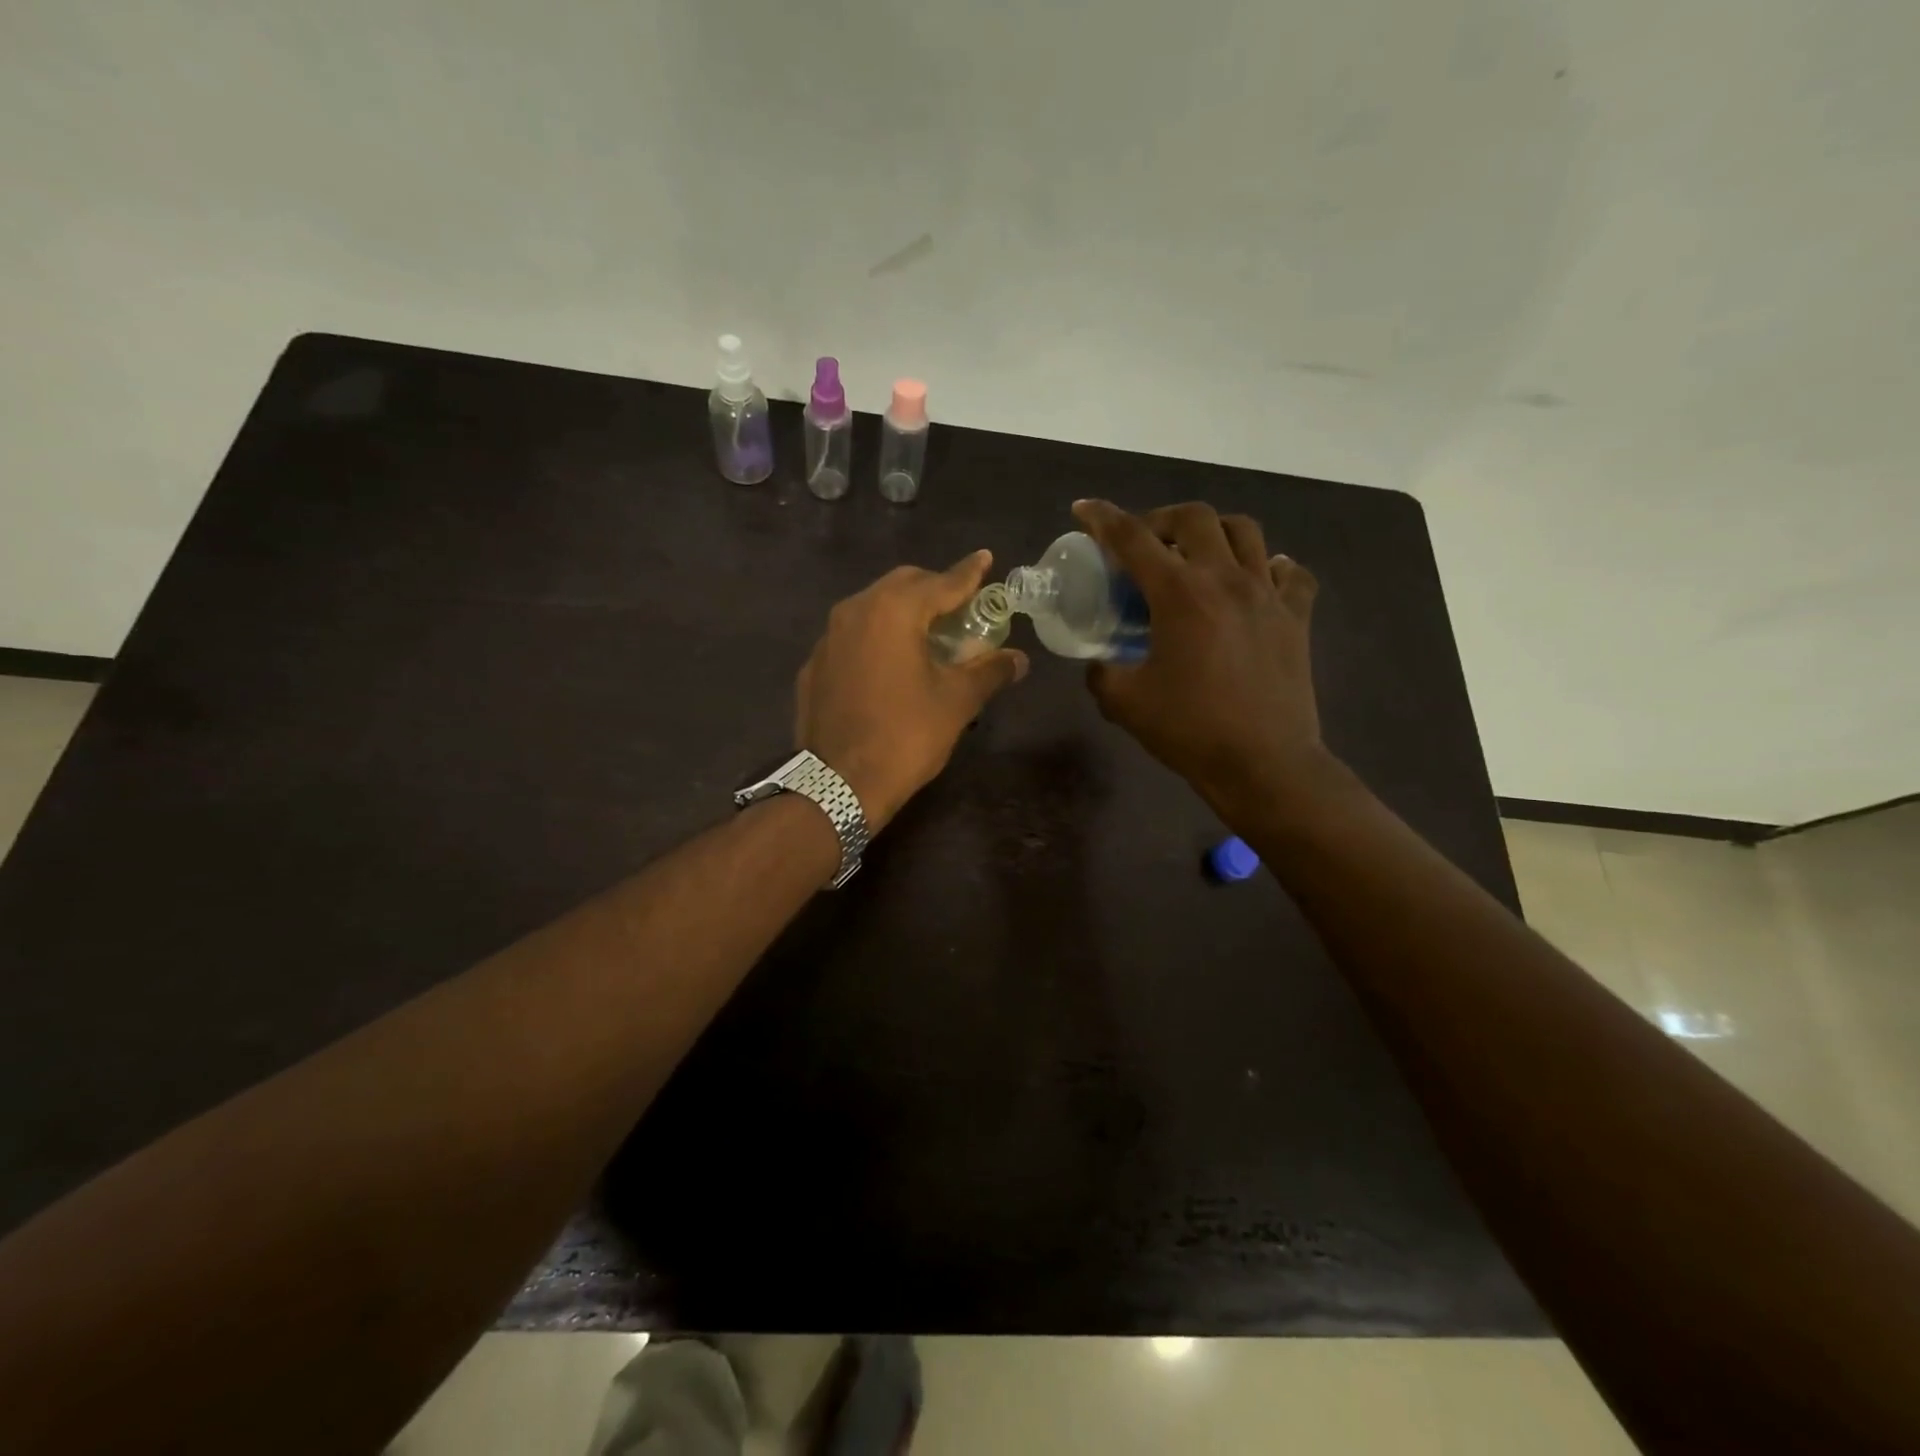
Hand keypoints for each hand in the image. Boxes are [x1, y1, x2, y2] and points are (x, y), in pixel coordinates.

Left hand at [795, 552, 1028, 830]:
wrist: (837, 783)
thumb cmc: (905, 736)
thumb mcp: (956, 702)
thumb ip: (989, 671)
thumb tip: (1020, 659)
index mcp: (894, 611)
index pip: (942, 582)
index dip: (969, 572)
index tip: (986, 558)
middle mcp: (855, 610)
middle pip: (903, 585)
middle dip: (934, 590)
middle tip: (961, 608)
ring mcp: (828, 637)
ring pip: (873, 607)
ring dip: (904, 612)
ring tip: (928, 636)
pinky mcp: (815, 665)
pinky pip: (852, 636)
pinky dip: (877, 637)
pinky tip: (890, 665)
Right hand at [1072, 499, 1326, 814]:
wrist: (1264, 763)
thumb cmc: (1190, 730)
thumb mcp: (1125, 702)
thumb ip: (1102, 672)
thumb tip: (1100, 662)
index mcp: (1179, 594)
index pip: (1132, 538)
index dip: (1102, 518)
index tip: (1084, 508)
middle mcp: (1225, 579)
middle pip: (1195, 517)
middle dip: (1161, 519)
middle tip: (1145, 544)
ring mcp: (1267, 594)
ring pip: (1245, 531)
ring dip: (1213, 532)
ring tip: (1197, 556)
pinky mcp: (1296, 617)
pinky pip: (1289, 573)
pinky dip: (1268, 567)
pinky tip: (1255, 582)